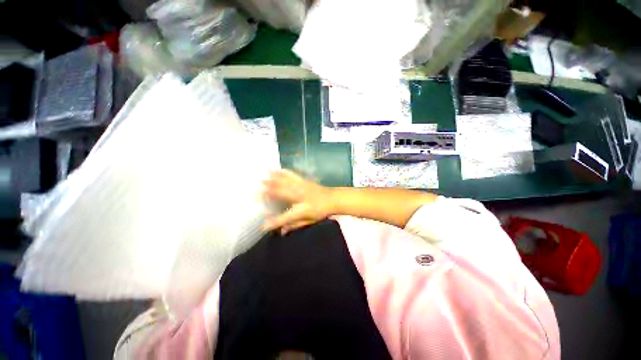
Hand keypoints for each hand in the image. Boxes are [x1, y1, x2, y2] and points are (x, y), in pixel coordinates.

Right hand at [262, 169, 335, 234]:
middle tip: (256, 190)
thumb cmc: (321, 211)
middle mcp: (300, 197)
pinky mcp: (304, 181)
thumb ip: (295, 225)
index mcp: (302, 210)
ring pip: (285, 182)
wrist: (333, 199)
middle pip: (282, 194)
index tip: (262, 225)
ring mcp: (302, 187)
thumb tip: (281, 232)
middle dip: (269, 191)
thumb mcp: (309, 221)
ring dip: (273, 180)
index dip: (274, 222)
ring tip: (263, 177)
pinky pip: (292, 175)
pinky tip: (277, 169)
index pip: (285, 218)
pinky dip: (283, 172)